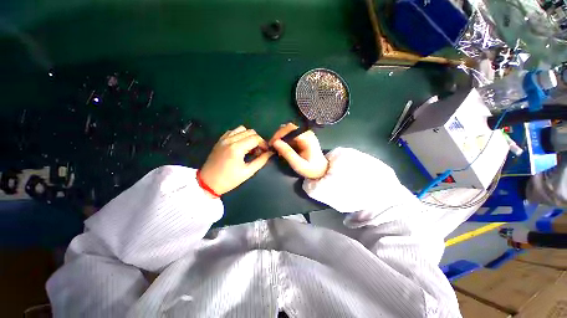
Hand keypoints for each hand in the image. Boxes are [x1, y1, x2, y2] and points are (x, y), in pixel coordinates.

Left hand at [200, 126, 272, 195]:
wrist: (208, 183)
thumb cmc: (229, 179)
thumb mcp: (247, 172)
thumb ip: (261, 161)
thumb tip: (270, 153)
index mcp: (237, 148)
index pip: (255, 138)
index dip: (263, 144)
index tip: (266, 151)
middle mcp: (230, 140)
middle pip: (250, 132)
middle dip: (257, 140)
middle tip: (259, 151)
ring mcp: (224, 139)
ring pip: (242, 129)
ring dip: (249, 136)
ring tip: (250, 147)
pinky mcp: (220, 140)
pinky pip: (233, 131)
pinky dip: (240, 135)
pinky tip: (241, 145)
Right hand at [270, 123, 328, 178]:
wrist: (322, 171)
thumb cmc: (311, 169)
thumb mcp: (298, 164)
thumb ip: (287, 153)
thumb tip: (275, 142)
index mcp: (307, 137)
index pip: (290, 129)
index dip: (279, 134)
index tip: (272, 144)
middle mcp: (306, 133)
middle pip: (288, 128)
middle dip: (279, 136)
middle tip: (272, 147)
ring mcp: (305, 134)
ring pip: (288, 131)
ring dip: (281, 138)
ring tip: (277, 149)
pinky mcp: (303, 138)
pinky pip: (291, 136)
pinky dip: (284, 141)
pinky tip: (282, 149)